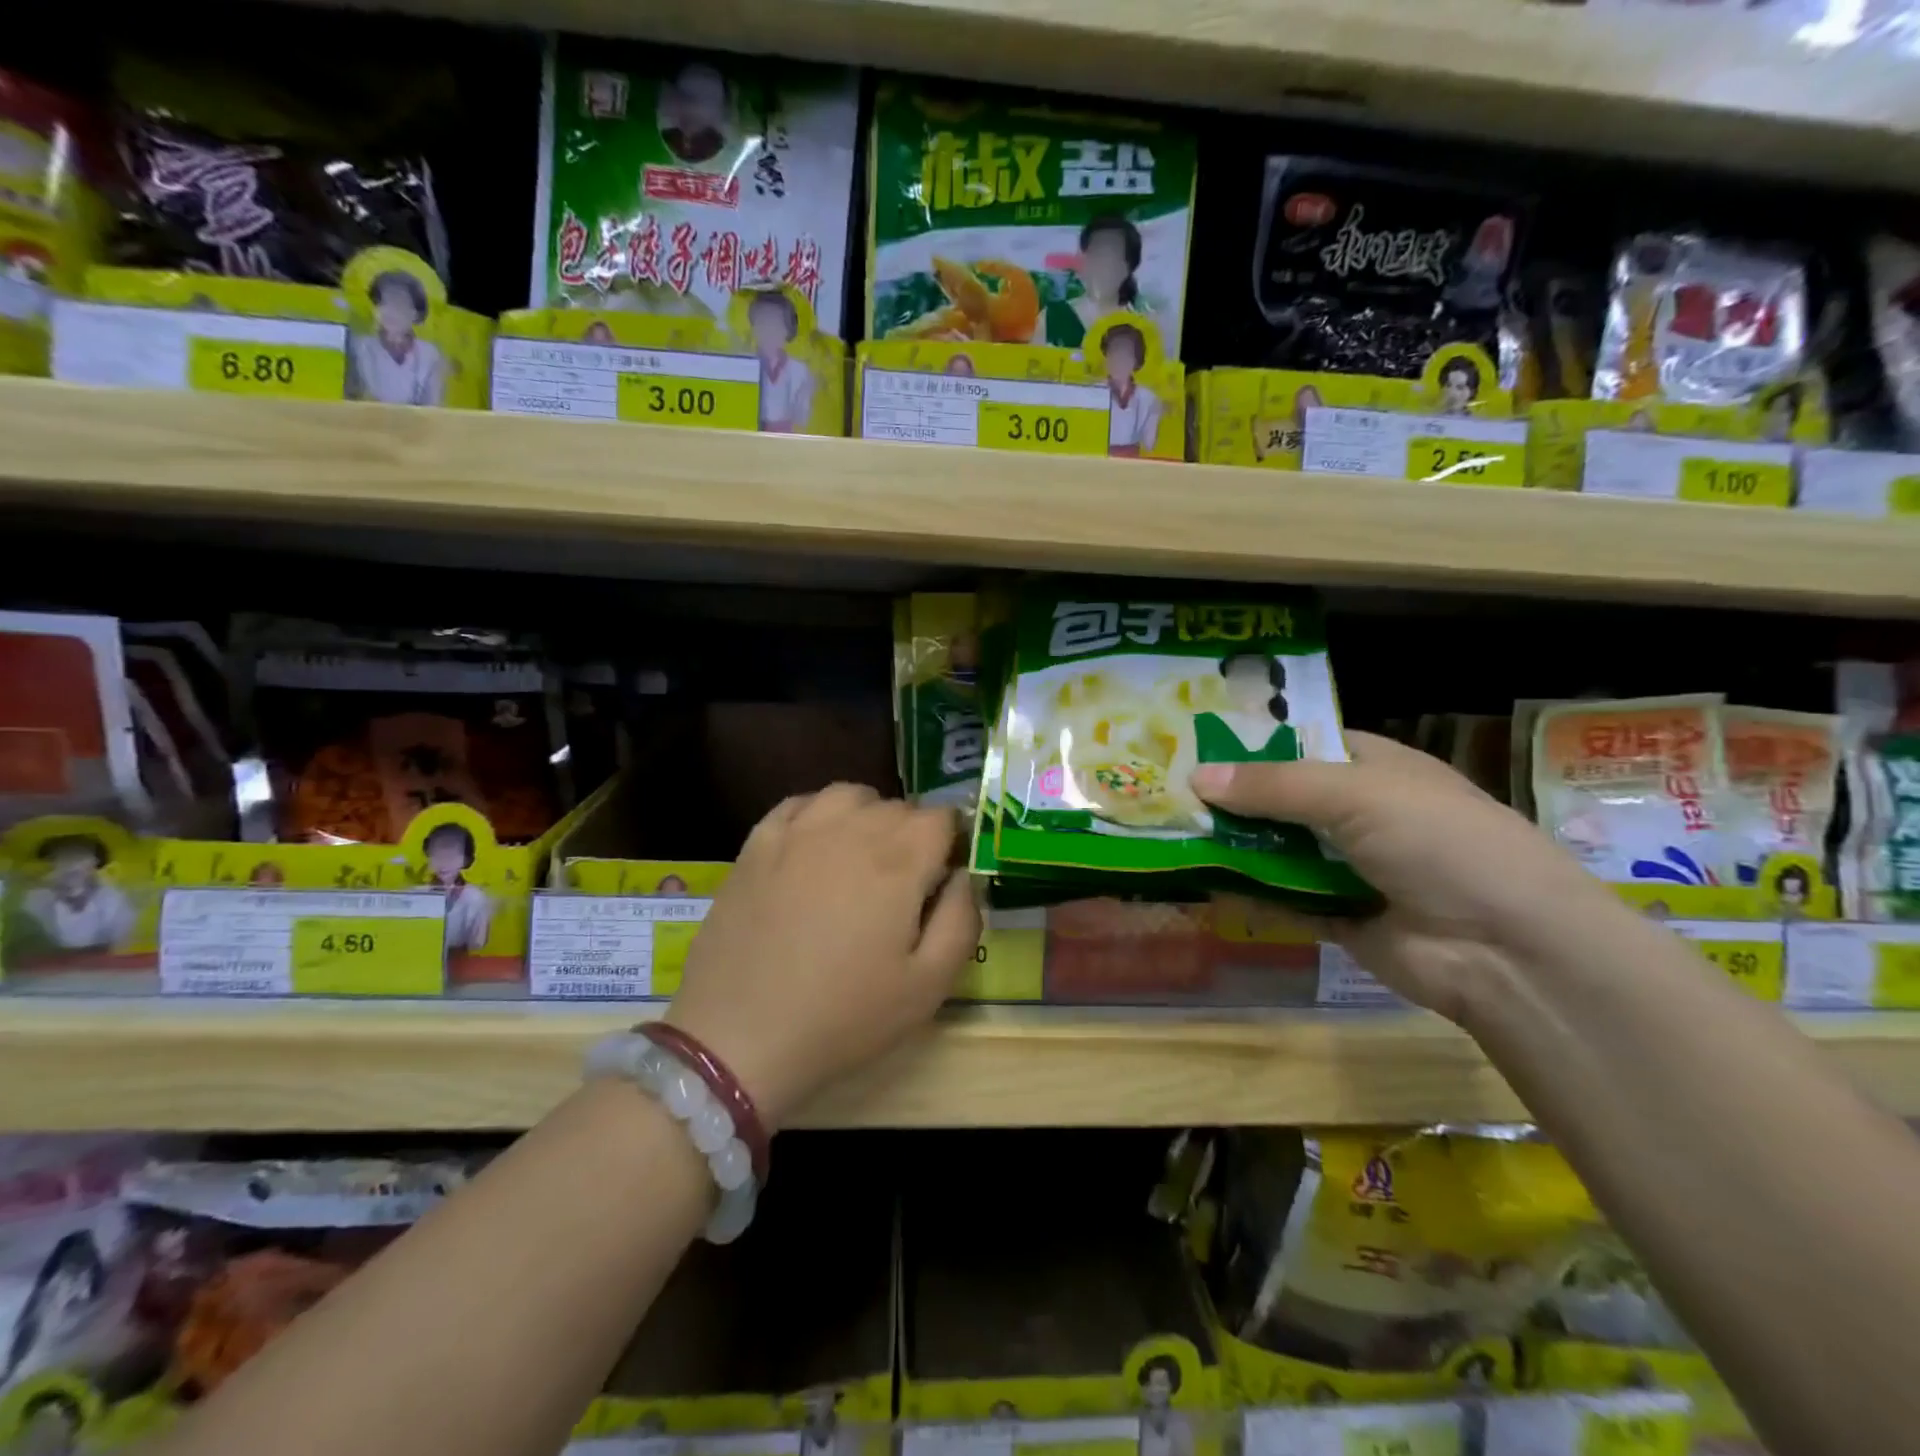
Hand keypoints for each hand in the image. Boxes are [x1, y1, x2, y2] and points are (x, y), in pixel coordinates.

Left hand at [665, 784, 977, 1126]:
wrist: (739, 1037)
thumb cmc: (844, 1016)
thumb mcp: (928, 986)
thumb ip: (962, 920)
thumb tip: (963, 876)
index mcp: (899, 860)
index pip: (942, 817)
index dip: (951, 844)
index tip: (942, 880)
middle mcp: (850, 829)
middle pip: (899, 807)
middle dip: (913, 836)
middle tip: (903, 887)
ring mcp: (798, 831)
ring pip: (849, 796)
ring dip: (867, 817)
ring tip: (861, 860)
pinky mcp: (756, 844)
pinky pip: (799, 804)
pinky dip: (818, 815)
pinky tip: (815, 848)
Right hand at [1191, 732, 1616, 1022]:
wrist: (1508, 950)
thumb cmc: (1440, 842)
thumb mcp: (1357, 794)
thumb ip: (1273, 786)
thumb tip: (1195, 776)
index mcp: (1373, 768)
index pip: (1300, 744)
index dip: (1249, 743)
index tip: (1190, 744)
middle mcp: (1358, 812)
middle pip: (1279, 799)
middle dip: (1229, 798)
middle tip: (1162, 793)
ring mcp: (1348, 866)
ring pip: (1276, 849)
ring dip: (1231, 846)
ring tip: (1168, 836)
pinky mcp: (1338, 915)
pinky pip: (1281, 899)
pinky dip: (1246, 894)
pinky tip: (1200, 886)